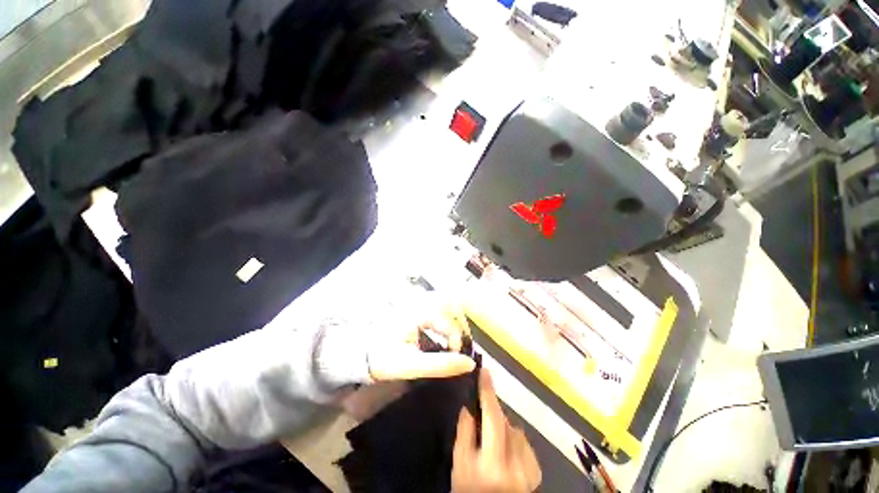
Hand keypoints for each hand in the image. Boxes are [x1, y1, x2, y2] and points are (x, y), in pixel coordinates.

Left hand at [366, 292, 475, 381]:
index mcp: (419, 312)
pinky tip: (444, 334)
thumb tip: (469, 364)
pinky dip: (444, 321)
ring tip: (455, 340)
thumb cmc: (383, 358)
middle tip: (461, 346)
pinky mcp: (414, 309)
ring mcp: (417, 304)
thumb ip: (441, 365)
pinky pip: (436, 310)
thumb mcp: (411, 365)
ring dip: (454, 321)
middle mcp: (420, 302)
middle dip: (461, 325)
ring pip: (445, 306)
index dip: (457, 341)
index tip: (456, 357)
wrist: (359, 354)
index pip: (449, 323)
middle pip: (451, 306)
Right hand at [452, 370, 541, 491]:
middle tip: (482, 416)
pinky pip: (524, 441)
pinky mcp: (536, 470)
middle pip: (505, 422)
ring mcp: (529, 468)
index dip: (488, 392)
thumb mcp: (459, 464)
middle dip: (493, 413)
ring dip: (503, 427)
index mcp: (494, 461)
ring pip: (515, 430)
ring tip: (492, 440)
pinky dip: (514, 439)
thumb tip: (470, 406)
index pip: (492, 417)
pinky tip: (506, 450)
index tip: (484, 372)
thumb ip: (464, 433)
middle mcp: (516, 464)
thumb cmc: (471, 488)